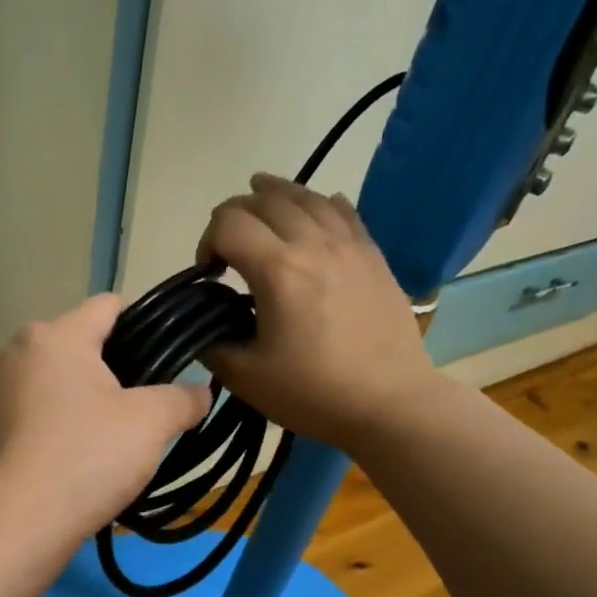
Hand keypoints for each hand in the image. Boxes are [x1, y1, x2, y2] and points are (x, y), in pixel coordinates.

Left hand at [0, 294, 212, 540]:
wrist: (21, 521)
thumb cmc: (88, 455)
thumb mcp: (151, 423)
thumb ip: (183, 398)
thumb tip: (201, 391)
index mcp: (56, 334)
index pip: (110, 306)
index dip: (146, 323)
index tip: (169, 355)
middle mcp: (20, 349)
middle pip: (82, 341)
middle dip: (116, 364)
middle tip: (147, 401)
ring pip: (58, 375)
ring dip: (86, 393)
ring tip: (115, 430)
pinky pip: (37, 405)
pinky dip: (60, 417)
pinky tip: (80, 449)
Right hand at [197, 174, 442, 450]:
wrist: (390, 403)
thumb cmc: (314, 392)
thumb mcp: (245, 377)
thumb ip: (213, 343)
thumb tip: (206, 324)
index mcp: (277, 270)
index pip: (228, 224)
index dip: (207, 240)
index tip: (209, 273)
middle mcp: (313, 244)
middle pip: (264, 201)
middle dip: (234, 213)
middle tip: (227, 243)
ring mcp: (349, 246)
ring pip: (307, 197)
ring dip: (275, 193)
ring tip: (259, 193)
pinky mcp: (373, 256)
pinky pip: (345, 211)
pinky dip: (322, 202)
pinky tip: (317, 205)